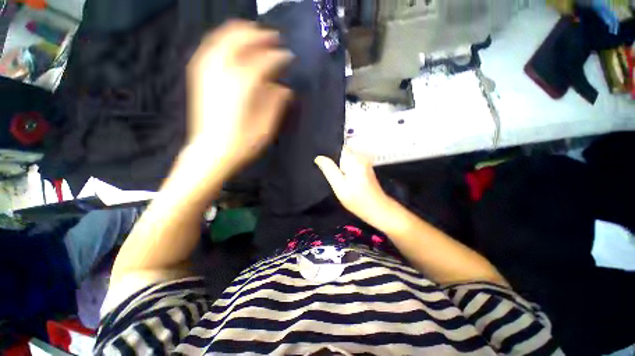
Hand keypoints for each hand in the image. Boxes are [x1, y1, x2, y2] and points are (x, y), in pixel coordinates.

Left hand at [186, 20, 292, 174]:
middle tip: (275, 38)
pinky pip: (210, 48)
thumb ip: (277, 103)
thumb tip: (285, 88)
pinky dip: (222, 40)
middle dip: (260, 36)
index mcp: (244, 85)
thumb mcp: (267, 127)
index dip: (280, 57)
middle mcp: (224, 71)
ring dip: (241, 32)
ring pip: (223, 39)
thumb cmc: (243, 143)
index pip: (266, 61)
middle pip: (242, 40)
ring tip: (254, 32)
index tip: (290, 57)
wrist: (212, 152)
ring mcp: (208, 72)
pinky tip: (230, 43)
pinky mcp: (200, 77)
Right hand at [315, 148, 390, 222]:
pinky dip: (344, 168)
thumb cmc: (358, 200)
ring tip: (333, 175)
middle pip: (341, 152)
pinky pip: (350, 163)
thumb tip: (319, 158)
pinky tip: (342, 177)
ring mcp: (364, 162)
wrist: (378, 209)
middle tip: (325, 170)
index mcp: (354, 159)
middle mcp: (360, 157)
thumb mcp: (340, 187)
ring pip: (345, 158)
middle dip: (333, 159)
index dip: (329, 152)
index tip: (322, 161)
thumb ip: (329, 170)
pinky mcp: (365, 168)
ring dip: (338, 165)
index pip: (338, 147)